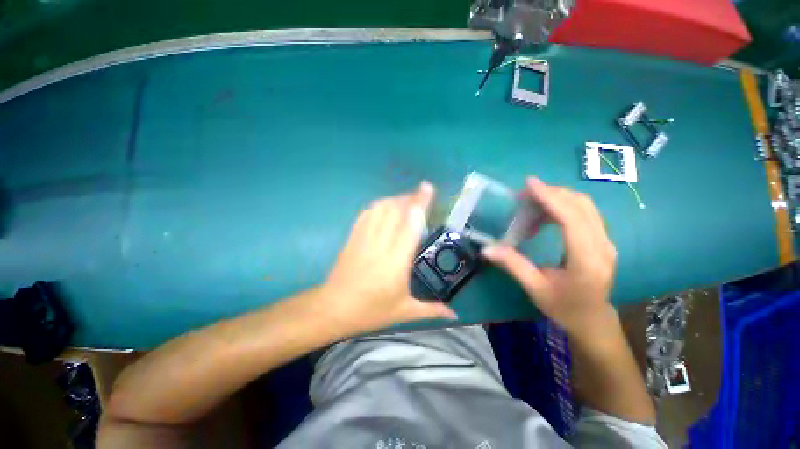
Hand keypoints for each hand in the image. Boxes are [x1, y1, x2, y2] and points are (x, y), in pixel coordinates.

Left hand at [322, 182, 456, 334]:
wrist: (334, 309)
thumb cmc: (371, 311)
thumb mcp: (404, 311)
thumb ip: (431, 310)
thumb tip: (454, 315)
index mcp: (396, 262)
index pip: (410, 225)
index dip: (420, 204)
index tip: (427, 189)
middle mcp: (381, 245)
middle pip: (395, 211)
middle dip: (410, 198)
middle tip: (421, 193)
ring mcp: (364, 239)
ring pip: (380, 209)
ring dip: (395, 200)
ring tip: (405, 200)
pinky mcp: (353, 237)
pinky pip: (366, 214)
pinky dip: (378, 206)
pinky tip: (385, 207)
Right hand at [482, 178, 616, 335]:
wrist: (592, 320)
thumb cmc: (563, 308)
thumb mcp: (535, 289)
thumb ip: (513, 265)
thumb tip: (487, 248)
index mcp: (586, 261)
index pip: (571, 219)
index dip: (551, 198)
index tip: (530, 184)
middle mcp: (602, 246)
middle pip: (581, 206)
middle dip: (551, 194)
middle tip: (524, 195)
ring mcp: (606, 241)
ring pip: (585, 206)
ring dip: (557, 198)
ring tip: (531, 203)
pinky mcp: (602, 240)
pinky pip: (584, 213)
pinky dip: (563, 206)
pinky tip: (545, 215)